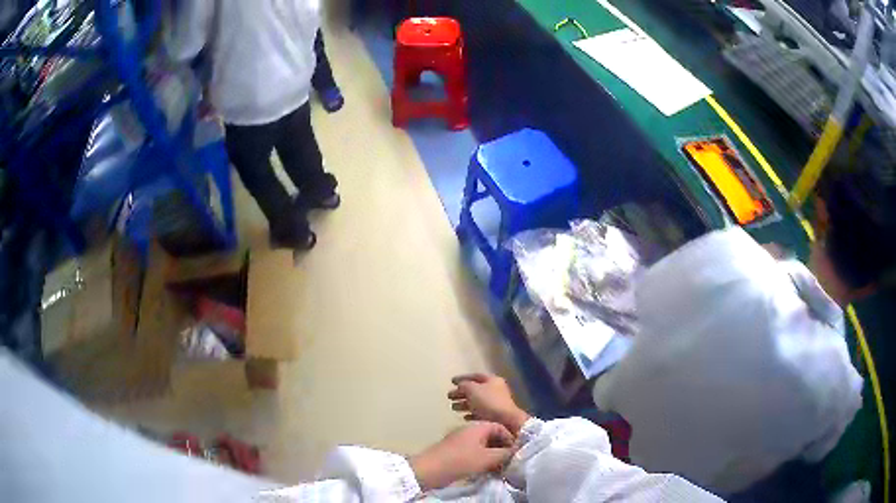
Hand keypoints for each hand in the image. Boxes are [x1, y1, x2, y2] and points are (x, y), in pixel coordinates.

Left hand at [410, 421, 515, 490]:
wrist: (430, 470)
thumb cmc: (461, 461)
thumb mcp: (487, 458)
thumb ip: (505, 454)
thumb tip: (517, 452)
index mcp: (478, 426)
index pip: (500, 427)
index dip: (510, 439)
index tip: (516, 452)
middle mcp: (470, 430)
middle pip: (492, 436)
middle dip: (502, 449)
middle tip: (509, 462)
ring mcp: (461, 441)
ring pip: (483, 446)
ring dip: (493, 456)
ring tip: (499, 468)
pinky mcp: (455, 452)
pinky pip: (474, 453)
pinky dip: (482, 460)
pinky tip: (486, 470)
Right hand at [448, 373, 529, 434]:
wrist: (506, 421)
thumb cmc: (489, 402)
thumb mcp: (472, 390)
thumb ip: (464, 385)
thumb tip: (460, 386)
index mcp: (492, 380)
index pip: (475, 376)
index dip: (462, 378)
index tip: (451, 381)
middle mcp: (495, 390)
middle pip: (475, 390)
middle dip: (461, 393)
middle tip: (449, 396)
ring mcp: (496, 403)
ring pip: (477, 402)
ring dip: (464, 404)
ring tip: (453, 408)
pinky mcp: (495, 416)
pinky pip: (480, 413)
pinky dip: (471, 414)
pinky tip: (464, 417)